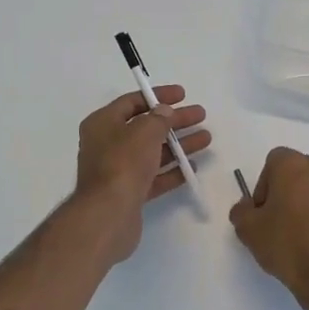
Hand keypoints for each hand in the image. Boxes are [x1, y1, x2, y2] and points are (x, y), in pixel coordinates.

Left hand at [74, 87, 210, 263]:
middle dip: (174, 121)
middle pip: (146, 127)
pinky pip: (154, 176)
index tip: (183, 95)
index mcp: (102, 123)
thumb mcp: (144, 131)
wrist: (108, 214)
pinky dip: (172, 170)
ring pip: (153, 152)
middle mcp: (107, 144)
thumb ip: (159, 118)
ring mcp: (118, 170)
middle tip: (200, 116)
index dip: (158, 96)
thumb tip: (165, 112)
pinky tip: (192, 166)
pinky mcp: (129, 193)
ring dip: (178, 144)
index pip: (132, 102)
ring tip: (206, 138)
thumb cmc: (123, 163)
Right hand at [229, 147, 308, 309]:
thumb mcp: (248, 231)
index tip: (265, 211)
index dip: (266, 185)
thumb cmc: (287, 247)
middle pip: (302, 172)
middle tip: (285, 222)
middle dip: (292, 191)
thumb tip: (248, 206)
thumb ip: (241, 210)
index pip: (274, 162)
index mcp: (293, 166)